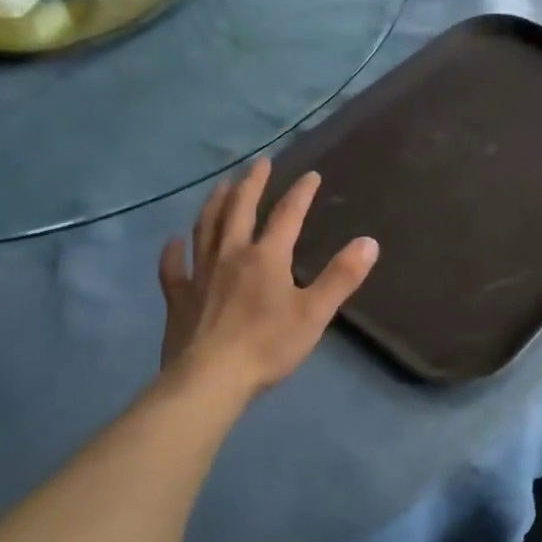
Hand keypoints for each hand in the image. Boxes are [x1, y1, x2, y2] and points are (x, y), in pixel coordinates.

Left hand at [158, 158, 377, 395]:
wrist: (211, 378)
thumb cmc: (267, 345)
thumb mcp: (315, 313)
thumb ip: (342, 276)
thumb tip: (369, 242)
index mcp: (266, 257)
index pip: (287, 215)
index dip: (301, 193)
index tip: (311, 175)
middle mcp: (230, 254)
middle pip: (239, 210)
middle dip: (252, 184)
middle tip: (259, 163)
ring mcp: (200, 274)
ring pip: (205, 228)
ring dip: (215, 203)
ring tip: (221, 185)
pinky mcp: (178, 297)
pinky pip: (173, 268)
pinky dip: (173, 252)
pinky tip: (173, 241)